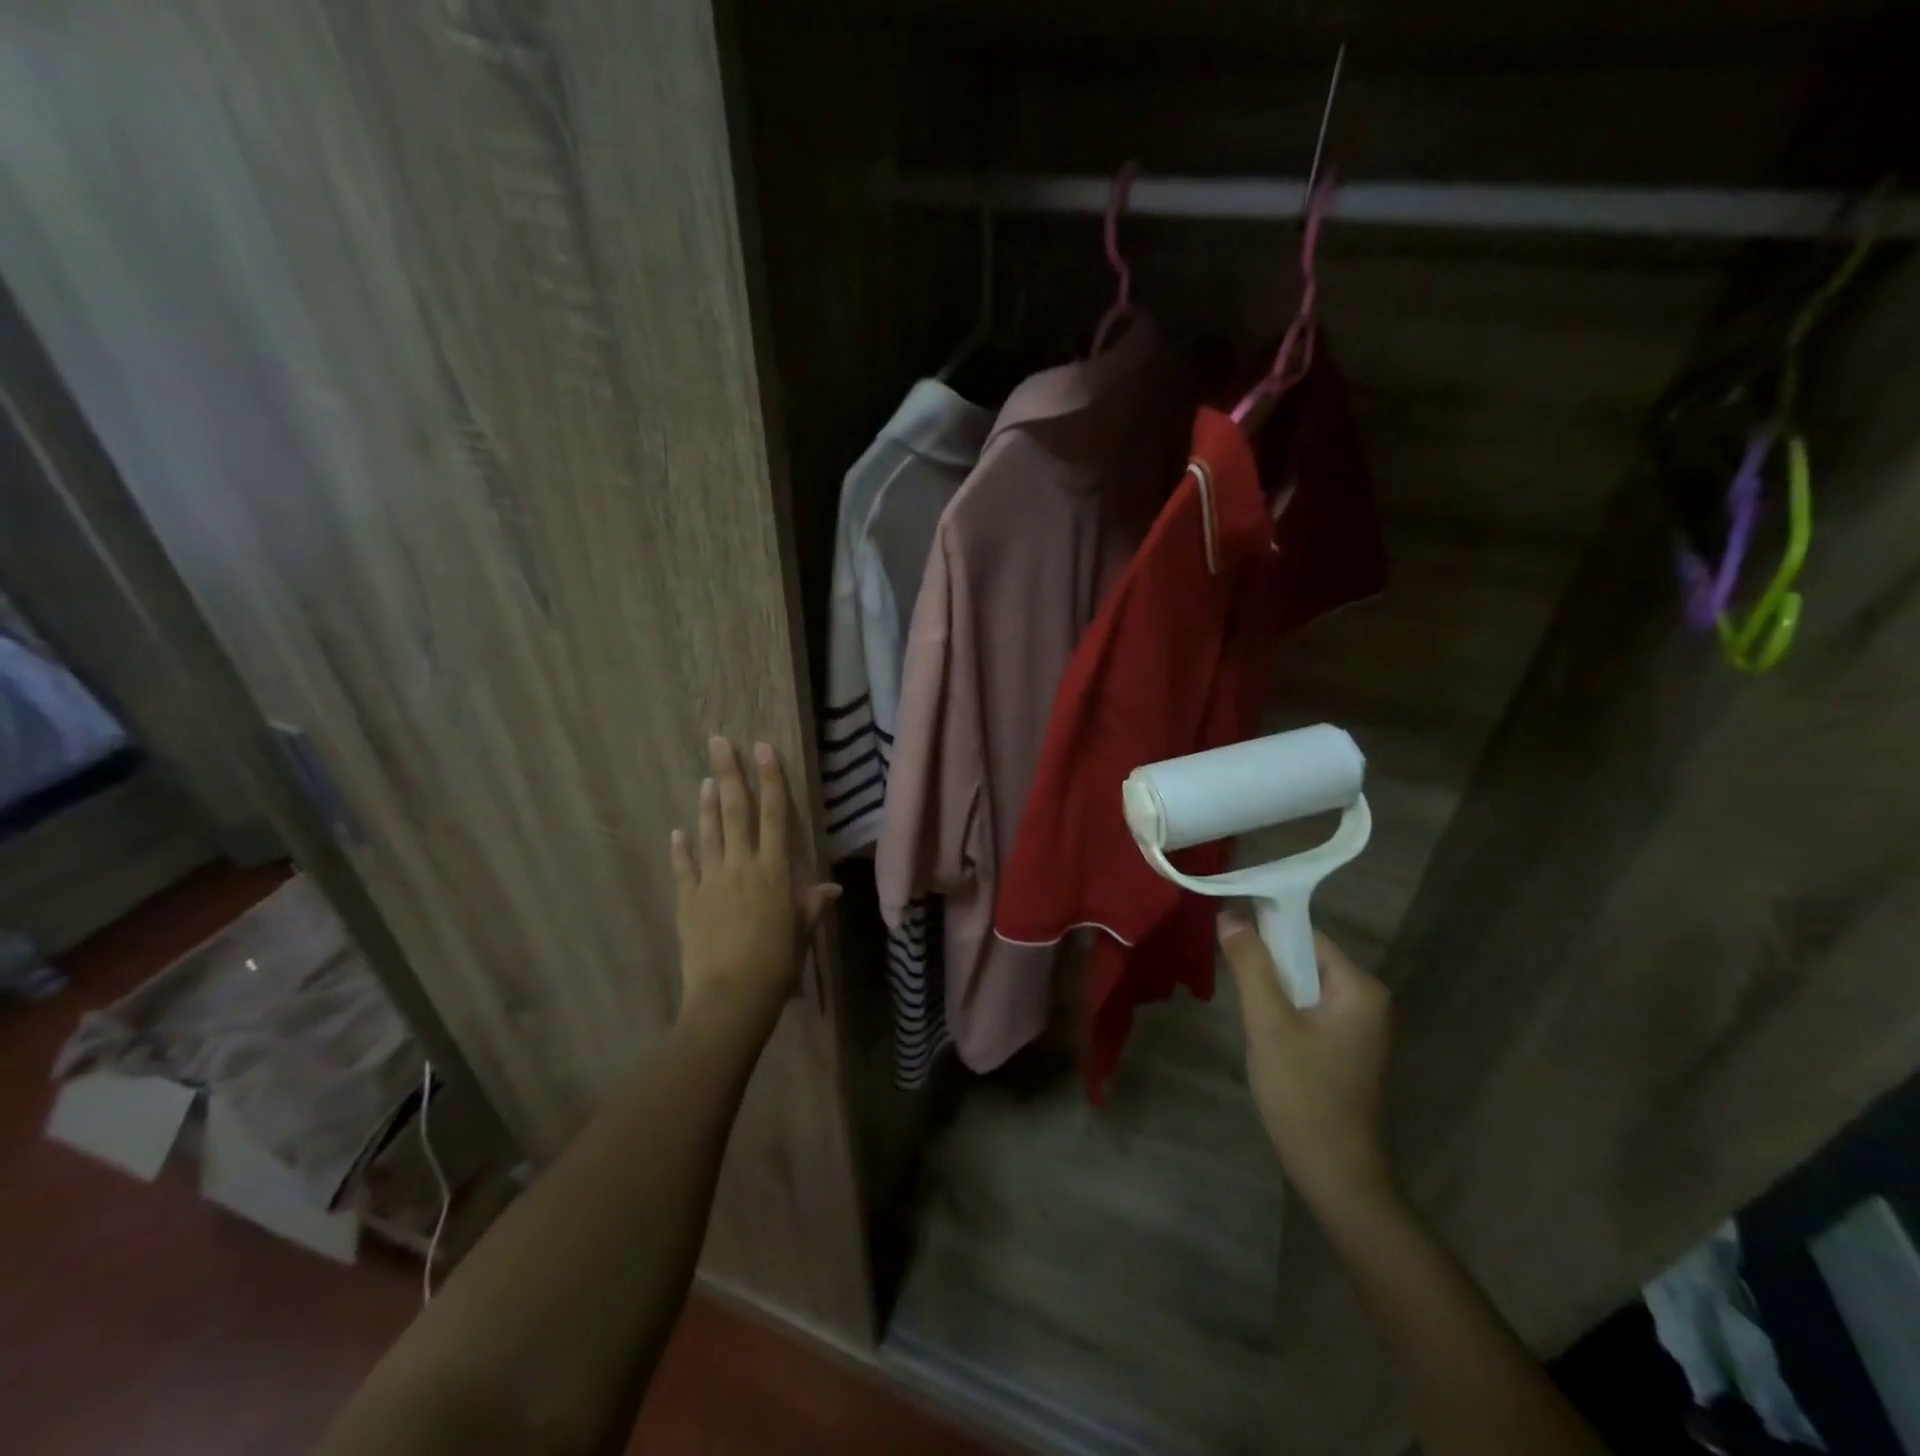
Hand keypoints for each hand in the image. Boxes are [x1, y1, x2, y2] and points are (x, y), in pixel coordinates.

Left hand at [671, 738, 839, 1027]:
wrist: (730, 998)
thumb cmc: (776, 965)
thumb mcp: (802, 933)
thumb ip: (813, 905)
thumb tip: (832, 888)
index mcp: (774, 871)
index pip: (774, 815)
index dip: (770, 779)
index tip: (762, 749)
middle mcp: (742, 866)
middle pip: (736, 811)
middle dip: (730, 773)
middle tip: (719, 742)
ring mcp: (711, 881)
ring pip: (709, 833)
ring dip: (708, 804)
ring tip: (706, 778)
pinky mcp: (687, 901)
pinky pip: (684, 868)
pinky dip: (680, 848)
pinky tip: (677, 831)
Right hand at [1220, 912, 1395, 1214]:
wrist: (1334, 1171)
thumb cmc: (1303, 1092)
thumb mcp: (1268, 1023)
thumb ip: (1251, 964)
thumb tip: (1230, 913)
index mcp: (1359, 987)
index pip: (1304, 934)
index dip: (1263, 930)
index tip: (1225, 936)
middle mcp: (1367, 998)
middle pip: (1304, 958)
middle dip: (1265, 964)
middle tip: (1231, 979)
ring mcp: (1359, 1025)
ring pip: (1302, 984)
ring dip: (1270, 988)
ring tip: (1244, 1007)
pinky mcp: (1346, 1046)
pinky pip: (1308, 1008)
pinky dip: (1282, 1009)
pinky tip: (1262, 1030)